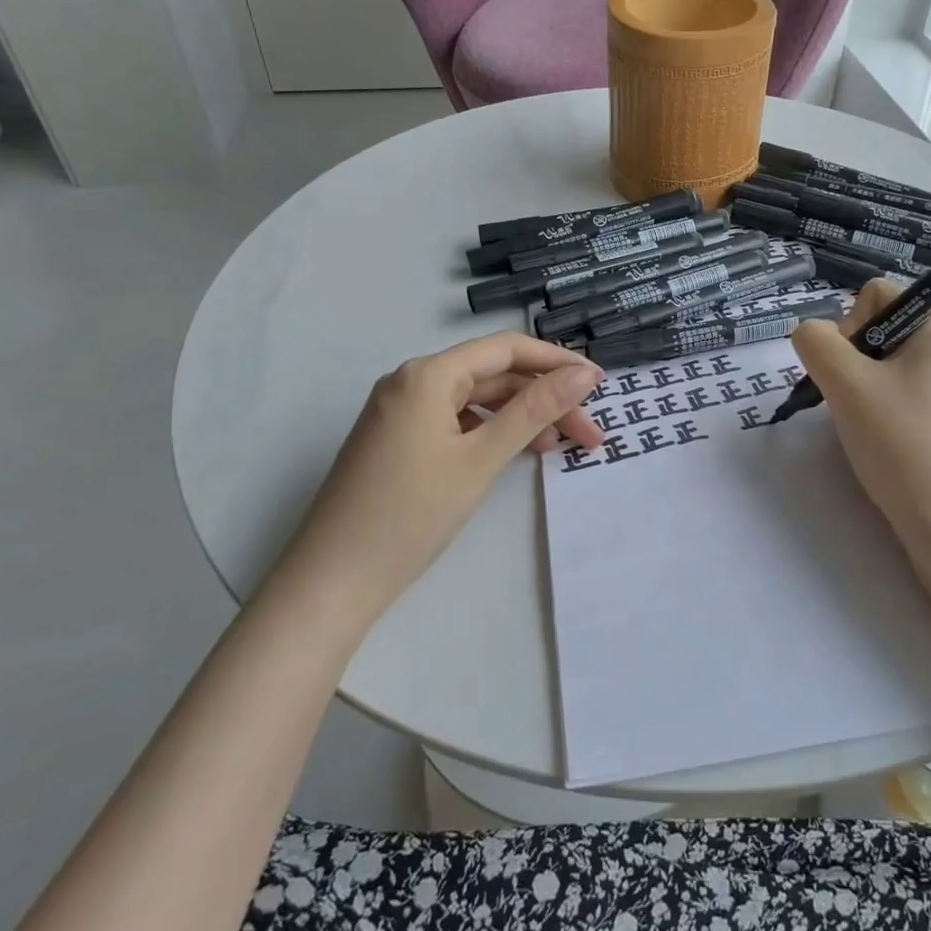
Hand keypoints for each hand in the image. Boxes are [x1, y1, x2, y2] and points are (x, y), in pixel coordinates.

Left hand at [279, 333, 603, 617]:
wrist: (331, 581)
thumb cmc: (410, 515)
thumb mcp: (480, 460)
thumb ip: (533, 411)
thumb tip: (582, 375)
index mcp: (428, 374)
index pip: (506, 349)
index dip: (557, 362)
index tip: (599, 386)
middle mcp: (411, 381)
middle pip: (493, 375)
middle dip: (543, 398)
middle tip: (587, 433)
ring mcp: (400, 412)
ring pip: (475, 400)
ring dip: (519, 418)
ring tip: (556, 448)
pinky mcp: (397, 440)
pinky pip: (455, 421)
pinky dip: (489, 433)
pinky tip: (512, 454)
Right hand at [791, 280, 930, 558]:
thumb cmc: (899, 442)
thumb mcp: (845, 383)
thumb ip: (815, 342)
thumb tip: (811, 334)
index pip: (874, 296)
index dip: (848, 328)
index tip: (851, 373)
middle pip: (877, 327)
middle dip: (852, 360)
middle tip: (853, 401)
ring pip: (882, 362)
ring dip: (859, 386)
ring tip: (864, 423)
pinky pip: (897, 389)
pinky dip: (877, 406)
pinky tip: (878, 436)